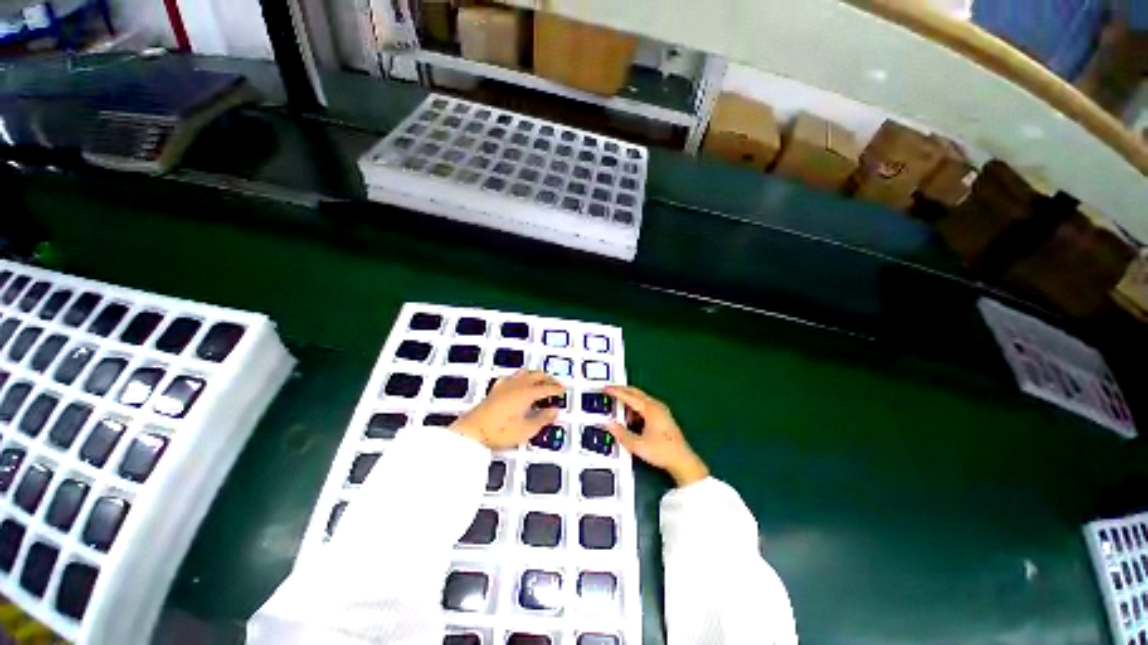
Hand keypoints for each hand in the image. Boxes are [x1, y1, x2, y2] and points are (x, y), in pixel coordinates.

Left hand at [452, 370, 563, 449]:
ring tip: (540, 381)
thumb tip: (554, 411)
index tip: (562, 390)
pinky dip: (521, 377)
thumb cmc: (500, 431)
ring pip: (525, 373)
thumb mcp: (526, 429)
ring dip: (535, 375)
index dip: (556, 389)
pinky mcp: (496, 389)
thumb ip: (543, 419)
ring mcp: (506, 385)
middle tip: (555, 384)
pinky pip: (512, 377)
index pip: (547, 387)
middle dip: (548, 379)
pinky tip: (518, 383)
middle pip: (537, 376)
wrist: (473, 431)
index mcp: (527, 393)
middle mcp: (518, 385)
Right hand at [605, 385, 709, 486]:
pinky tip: (631, 418)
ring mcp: (661, 410)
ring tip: (618, 408)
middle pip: (636, 392)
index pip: (629, 396)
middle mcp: (656, 406)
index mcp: (650, 409)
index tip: (606, 388)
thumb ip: (621, 433)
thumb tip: (608, 424)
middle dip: (622, 390)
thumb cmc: (662, 452)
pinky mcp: (663, 417)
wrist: (682, 461)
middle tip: (610, 390)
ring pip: (641, 398)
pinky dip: (636, 407)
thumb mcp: (637, 445)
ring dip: (629, 400)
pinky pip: (645, 405)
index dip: (616, 392)